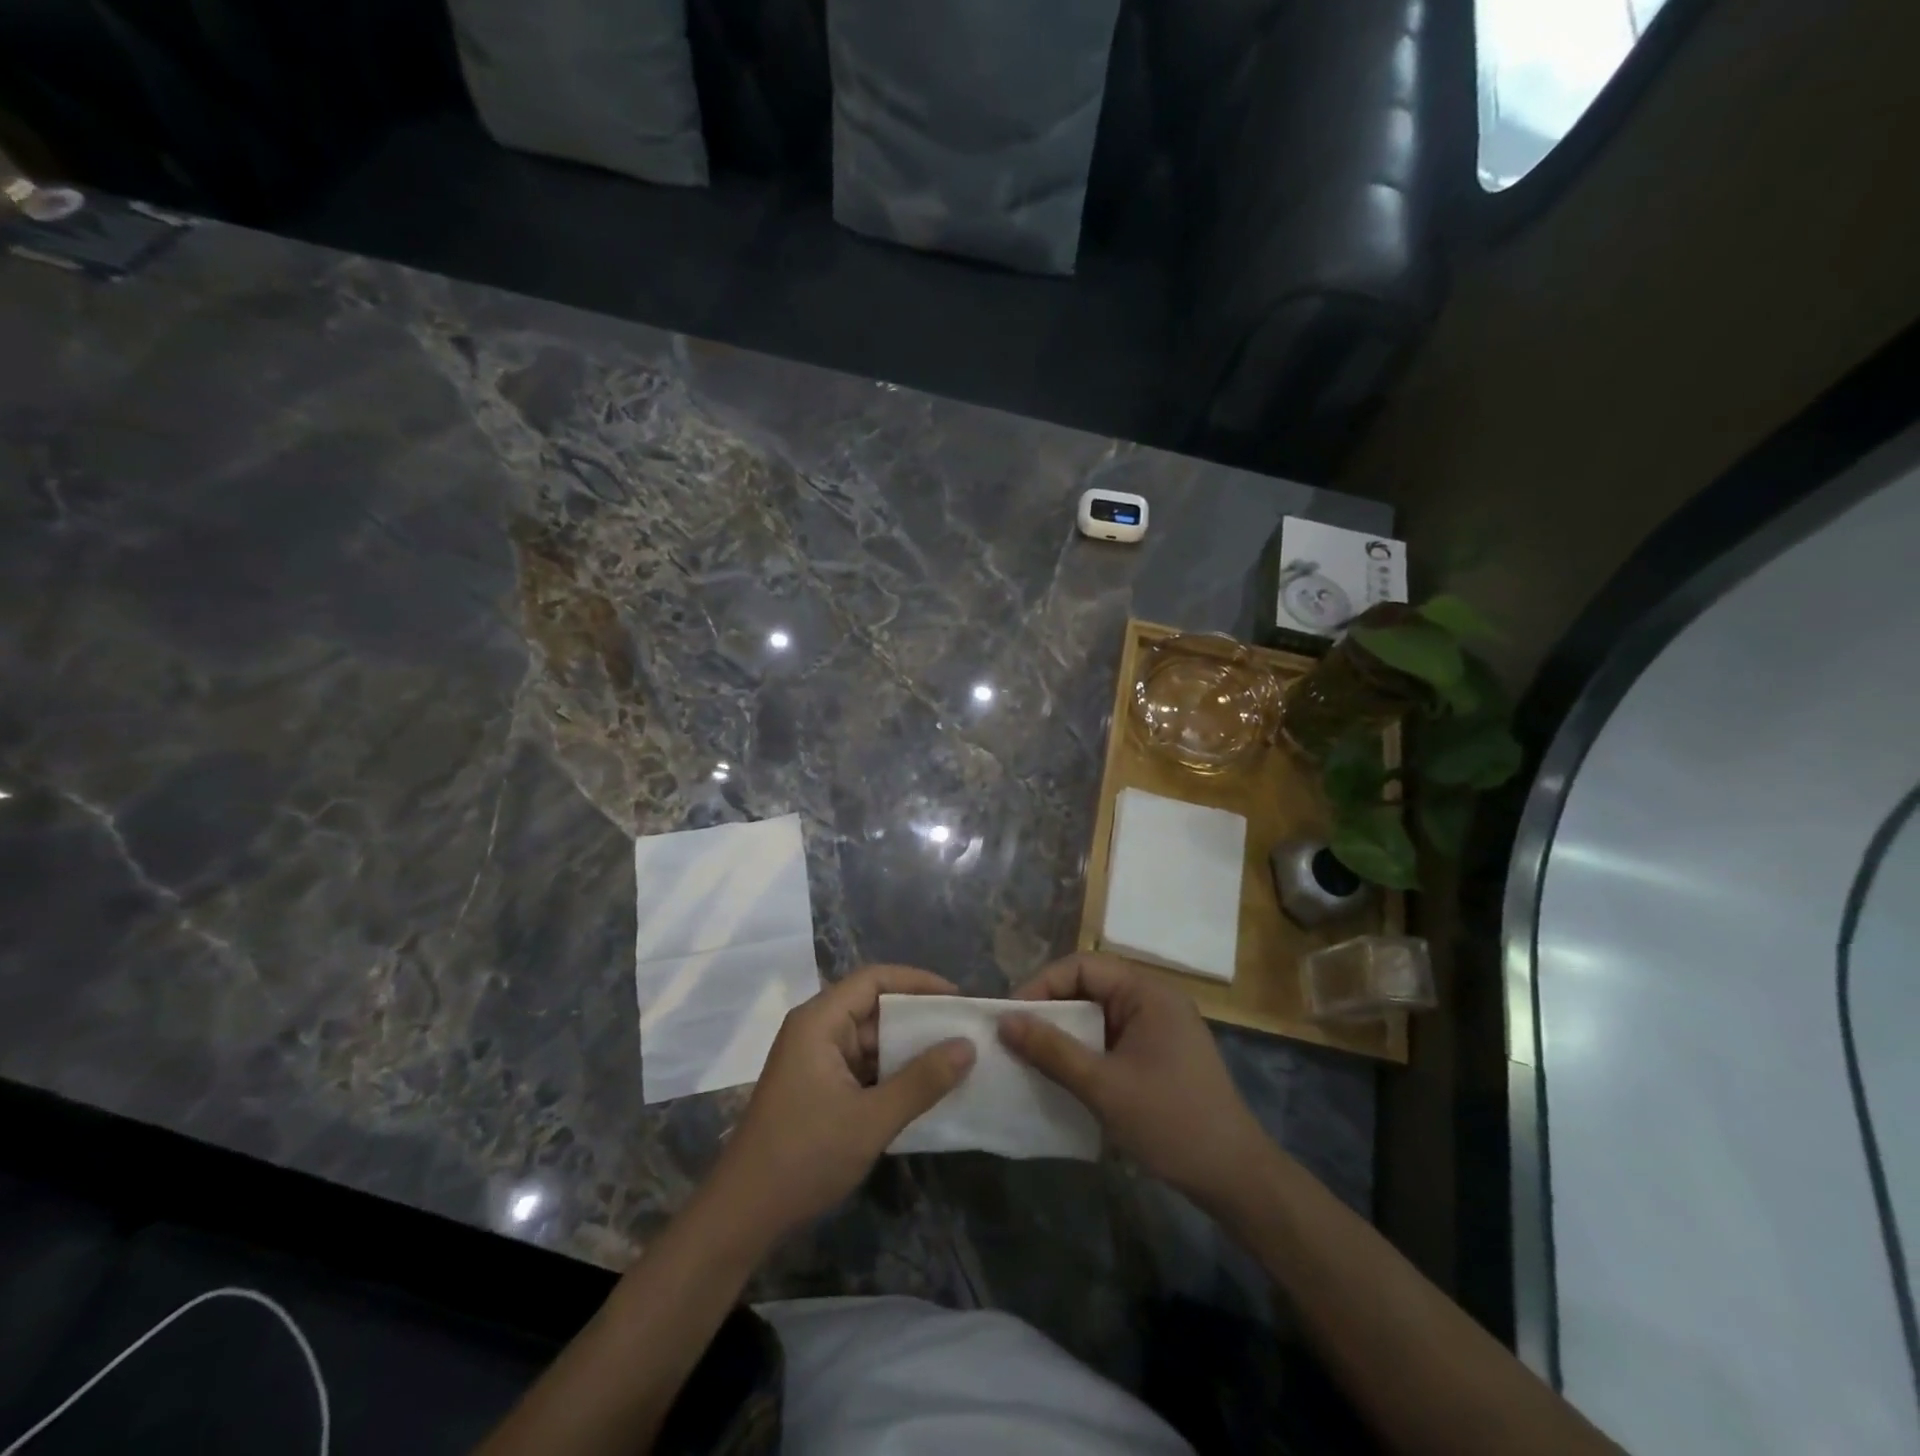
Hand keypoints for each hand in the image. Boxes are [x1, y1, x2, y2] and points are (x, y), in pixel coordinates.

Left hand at [705, 964, 974, 1246]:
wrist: (742, 1216)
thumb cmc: (804, 1157)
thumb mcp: (871, 1120)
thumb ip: (922, 1081)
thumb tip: (968, 1046)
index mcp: (819, 1021)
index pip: (874, 979)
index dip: (917, 982)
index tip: (957, 998)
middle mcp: (815, 1029)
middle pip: (873, 1006)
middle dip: (918, 1016)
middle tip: (963, 1030)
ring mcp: (815, 1059)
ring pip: (869, 1038)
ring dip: (907, 1047)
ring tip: (954, 1057)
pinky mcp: (817, 1086)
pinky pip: (861, 1064)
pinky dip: (891, 1071)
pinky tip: (924, 1087)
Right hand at [999, 952, 1271, 1209]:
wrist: (1236, 1178)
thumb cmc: (1170, 1122)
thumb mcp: (1103, 1086)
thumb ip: (1052, 1050)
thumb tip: (1004, 1021)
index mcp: (1147, 992)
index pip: (1082, 966)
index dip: (1042, 985)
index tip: (1010, 1017)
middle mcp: (1154, 999)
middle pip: (1089, 986)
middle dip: (1050, 1008)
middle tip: (1014, 1036)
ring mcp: (1159, 1027)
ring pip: (1098, 1014)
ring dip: (1066, 1031)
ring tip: (1030, 1054)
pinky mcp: (1159, 1054)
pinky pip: (1112, 1037)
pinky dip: (1085, 1049)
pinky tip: (1064, 1073)